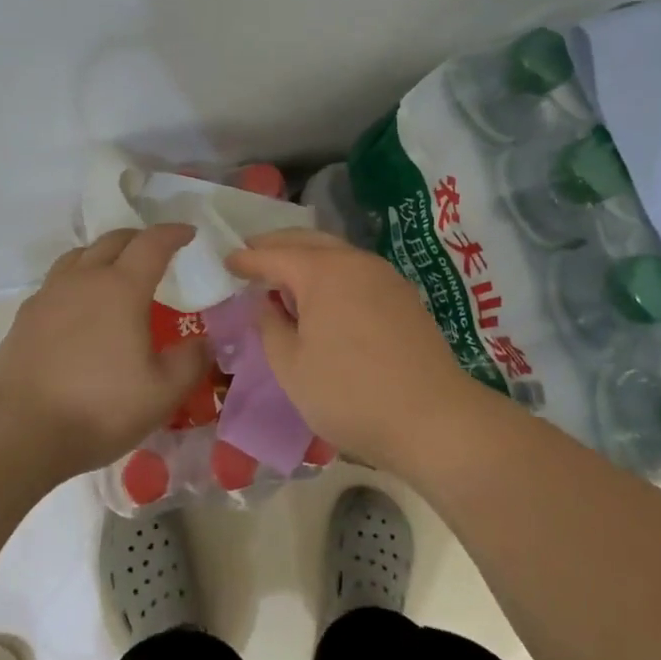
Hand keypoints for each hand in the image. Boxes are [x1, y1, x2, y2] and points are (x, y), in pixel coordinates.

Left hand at [0, 225, 204, 481]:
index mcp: (122, 288)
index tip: (188, 233)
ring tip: (115, 271)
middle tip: (155, 250)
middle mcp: (84, 279)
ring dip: (103, 253)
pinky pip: (57, 281)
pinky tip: (79, 306)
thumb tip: (205, 340)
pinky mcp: (25, 316)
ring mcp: (49, 295)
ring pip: (79, 255)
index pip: (152, 243)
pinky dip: (77, 279)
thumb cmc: (98, 407)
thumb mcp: (162, 393)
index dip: (173, 233)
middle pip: (113, 240)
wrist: (18, 431)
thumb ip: (191, 361)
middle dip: (139, 238)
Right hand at [225, 230, 478, 473]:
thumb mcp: (292, 368)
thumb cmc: (350, 394)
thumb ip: (270, 327)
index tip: (226, 260)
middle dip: (277, 245)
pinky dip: (332, 272)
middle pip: (308, 240)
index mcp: (323, 271)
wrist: (434, 419)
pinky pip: (357, 271)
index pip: (274, 255)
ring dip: (307, 256)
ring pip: (337, 253)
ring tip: (285, 275)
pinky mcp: (404, 297)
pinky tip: (325, 295)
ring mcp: (385, 276)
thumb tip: (265, 303)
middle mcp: (355, 262)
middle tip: (252, 255)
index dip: (247, 258)